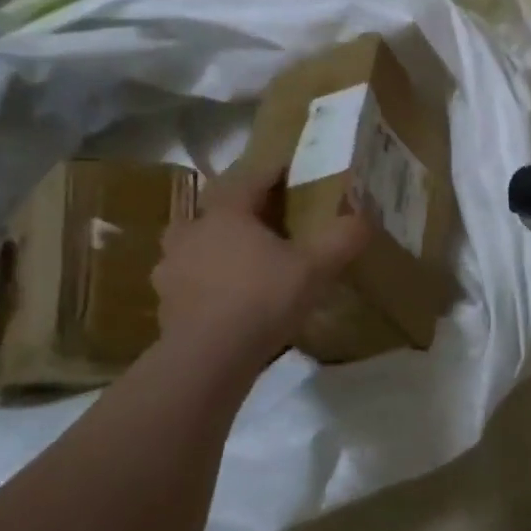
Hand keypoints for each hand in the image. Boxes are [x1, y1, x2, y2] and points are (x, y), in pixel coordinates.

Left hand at [151, 166, 370, 374]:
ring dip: (211, 247)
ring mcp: (172, 269)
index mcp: (226, 213)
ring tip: (236, 261)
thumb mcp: (315, 268)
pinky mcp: (165, 304)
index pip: (250, 179)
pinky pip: (186, 282)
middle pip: (212, 209)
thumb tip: (365, 217)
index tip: (288, 171)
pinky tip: (222, 301)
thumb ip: (342, 239)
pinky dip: (202, 284)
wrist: (207, 359)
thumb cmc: (262, 299)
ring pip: (191, 245)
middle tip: (259, 221)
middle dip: (234, 211)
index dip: (272, 173)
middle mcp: (192, 232)